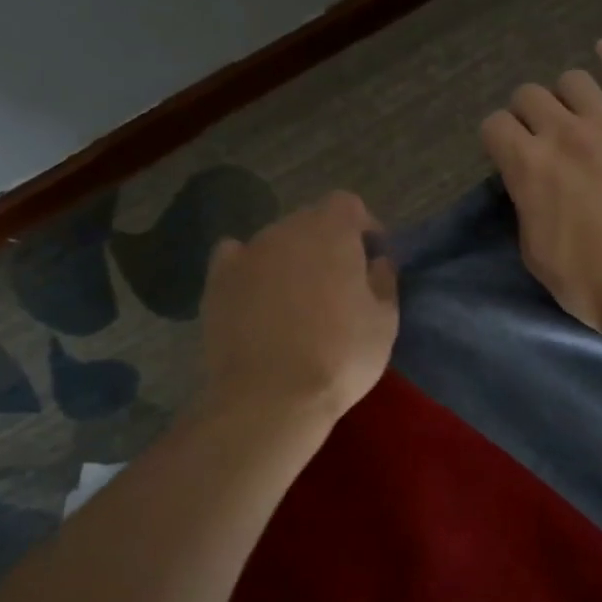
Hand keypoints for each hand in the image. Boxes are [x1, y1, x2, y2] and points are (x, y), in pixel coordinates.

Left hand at [197, 192, 398, 426]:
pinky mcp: (217, 281)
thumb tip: (377, 261)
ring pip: (275, 241)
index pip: (347, 205)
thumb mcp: (385, 321)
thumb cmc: (341, 356)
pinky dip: (251, 269)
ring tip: (298, 298)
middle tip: (339, 282)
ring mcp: (246, 253)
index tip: (372, 256)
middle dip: (327, 242)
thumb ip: (384, 281)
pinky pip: (237, 258)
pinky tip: (258, 296)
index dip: (362, 226)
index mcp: (332, 232)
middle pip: (310, 220)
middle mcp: (285, 230)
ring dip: (291, 258)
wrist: (270, 397)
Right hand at [481, 38, 601, 338]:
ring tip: (572, 111)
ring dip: (565, 94)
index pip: (494, 126)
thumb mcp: (535, 253)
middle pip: (530, 95)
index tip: (505, 154)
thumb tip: (531, 186)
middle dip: (526, 113)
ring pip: (575, 81)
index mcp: (528, 166)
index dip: (496, 139)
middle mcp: (564, 134)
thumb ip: (527, 207)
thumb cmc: (589, 282)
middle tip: (538, 136)